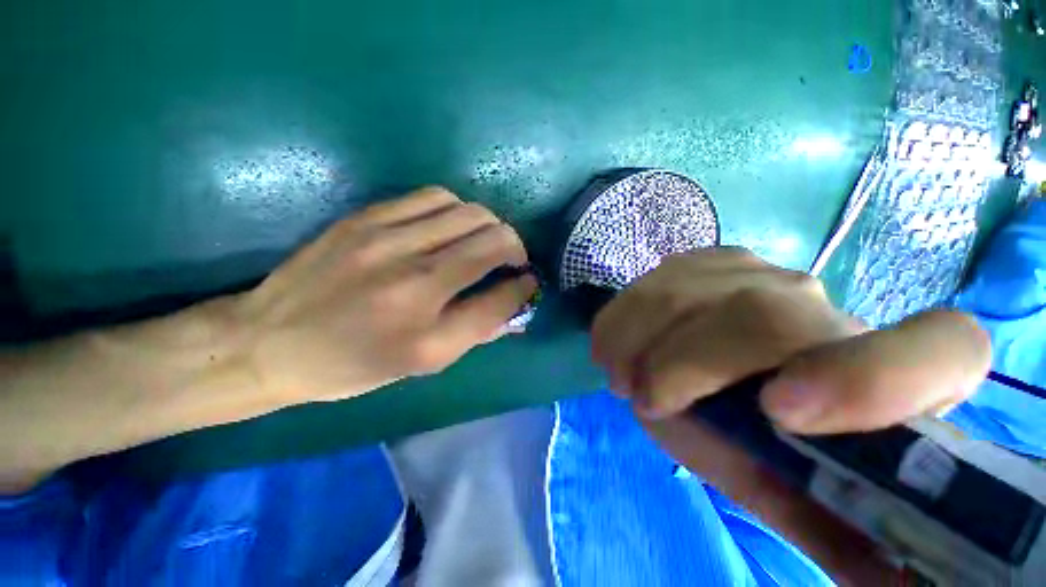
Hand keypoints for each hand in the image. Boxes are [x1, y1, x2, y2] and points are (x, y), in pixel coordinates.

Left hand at [234, 187, 536, 403]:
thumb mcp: (422, 365)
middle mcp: (415, 282)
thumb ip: (476, 330)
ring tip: (483, 240)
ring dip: (489, 226)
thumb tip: (513, 300)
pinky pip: (434, 197)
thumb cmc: (353, 365)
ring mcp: (387, 241)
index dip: (525, 286)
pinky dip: (457, 210)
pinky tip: (450, 226)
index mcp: (428, 335)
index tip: (528, 282)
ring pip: (469, 212)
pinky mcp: (367, 218)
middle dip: (515, 247)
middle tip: (510, 260)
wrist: (269, 341)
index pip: (501, 297)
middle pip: (493, 240)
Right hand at [590, 248, 990, 583]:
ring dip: (638, 343)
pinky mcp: (700, 261)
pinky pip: (647, 284)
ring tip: (625, 378)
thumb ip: (835, 530)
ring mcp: (752, 270)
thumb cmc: (760, 441)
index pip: (944, 350)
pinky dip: (619, 321)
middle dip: (683, 365)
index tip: (778, 414)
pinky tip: (619, 347)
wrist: (715, 370)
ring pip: (685, 294)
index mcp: (884, 374)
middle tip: (645, 401)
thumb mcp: (789, 493)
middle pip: (760, 316)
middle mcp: (823, 303)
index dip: (874, 378)